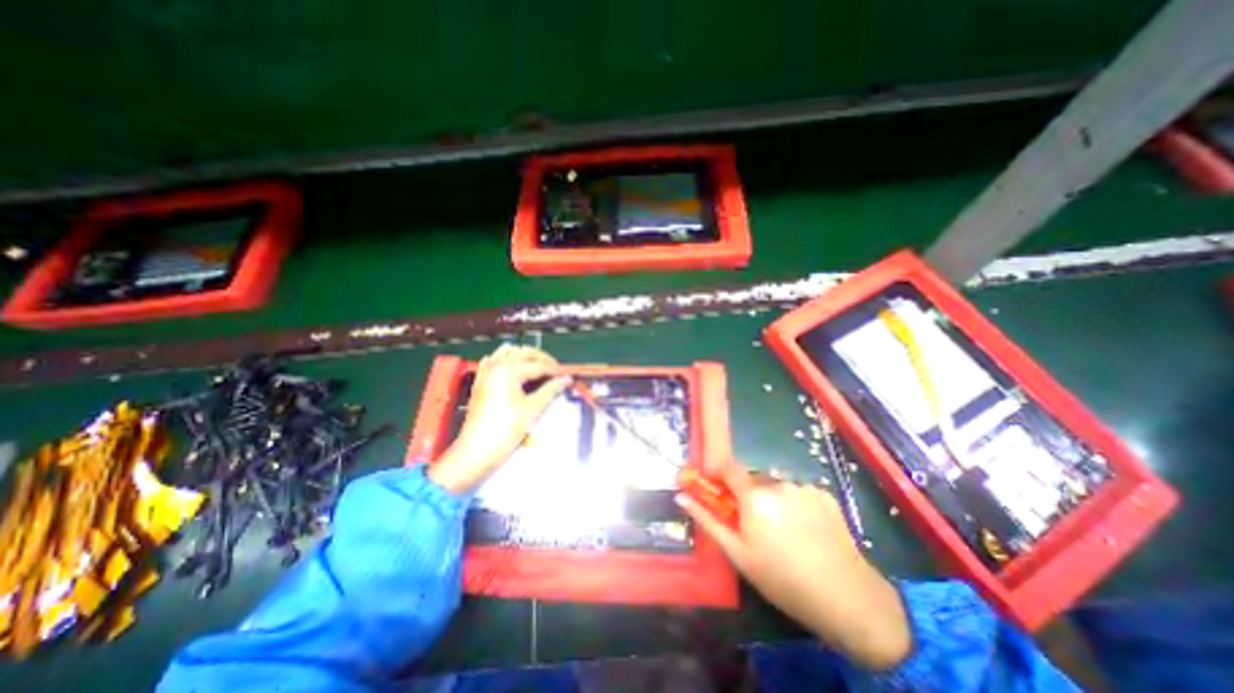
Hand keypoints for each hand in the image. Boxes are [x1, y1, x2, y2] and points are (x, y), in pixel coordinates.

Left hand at [431, 343, 573, 493]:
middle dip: (542, 358)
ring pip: (507, 351)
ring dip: (524, 354)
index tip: (567, 374)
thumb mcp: (532, 409)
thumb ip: (550, 390)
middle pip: (524, 353)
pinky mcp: (480, 380)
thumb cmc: (506, 429)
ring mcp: (486, 372)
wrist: (477, 450)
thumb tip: (566, 379)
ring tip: (538, 365)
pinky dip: (506, 358)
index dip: (555, 370)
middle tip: (556, 370)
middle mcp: (496, 365)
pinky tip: (514, 366)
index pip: (538, 365)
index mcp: (509, 371)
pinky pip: (494, 359)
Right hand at [679, 460, 909, 671]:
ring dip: (771, 499)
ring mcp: (804, 487)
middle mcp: (778, 483)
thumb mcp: (738, 554)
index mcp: (754, 496)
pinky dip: (794, 503)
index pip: (728, 466)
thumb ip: (708, 520)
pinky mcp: (824, 494)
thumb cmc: (782, 579)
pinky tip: (805, 530)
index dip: (719, 472)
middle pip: (753, 479)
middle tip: (753, 524)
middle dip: (747, 494)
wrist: (849, 599)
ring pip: (776, 486)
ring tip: (783, 531)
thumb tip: (682, 496)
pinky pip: (798, 491)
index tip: (716, 487)